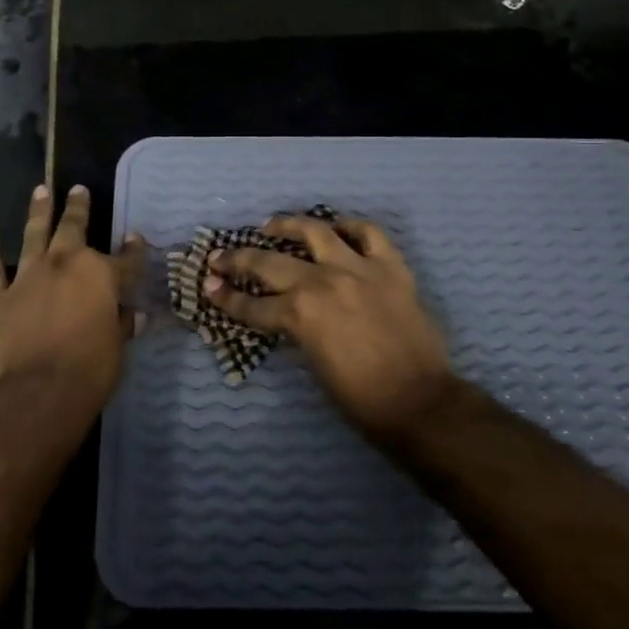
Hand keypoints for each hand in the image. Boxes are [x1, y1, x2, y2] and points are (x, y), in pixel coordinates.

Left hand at [0, 183, 145, 419]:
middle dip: (78, 208)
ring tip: (40, 189)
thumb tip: (133, 315)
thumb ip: (122, 324)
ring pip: (34, 234)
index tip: (135, 238)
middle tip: (79, 189)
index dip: (133, 250)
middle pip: (74, 229)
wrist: (39, 392)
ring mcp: (28, 276)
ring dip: (38, 211)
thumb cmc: (90, 370)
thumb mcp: (117, 347)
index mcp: (100, 275)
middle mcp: (64, 264)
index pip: (125, 259)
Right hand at [204, 213, 456, 442]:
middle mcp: (323, 282)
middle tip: (220, 257)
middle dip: (237, 260)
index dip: (226, 298)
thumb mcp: (313, 364)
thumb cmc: (362, 399)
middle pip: (269, 263)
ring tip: (271, 225)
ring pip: (315, 232)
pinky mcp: (390, 266)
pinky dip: (350, 226)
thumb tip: (282, 314)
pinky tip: (336, 227)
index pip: (252, 305)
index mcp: (300, 315)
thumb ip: (296, 330)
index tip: (208, 286)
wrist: (420, 403)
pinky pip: (368, 233)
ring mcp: (359, 268)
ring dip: (287, 226)